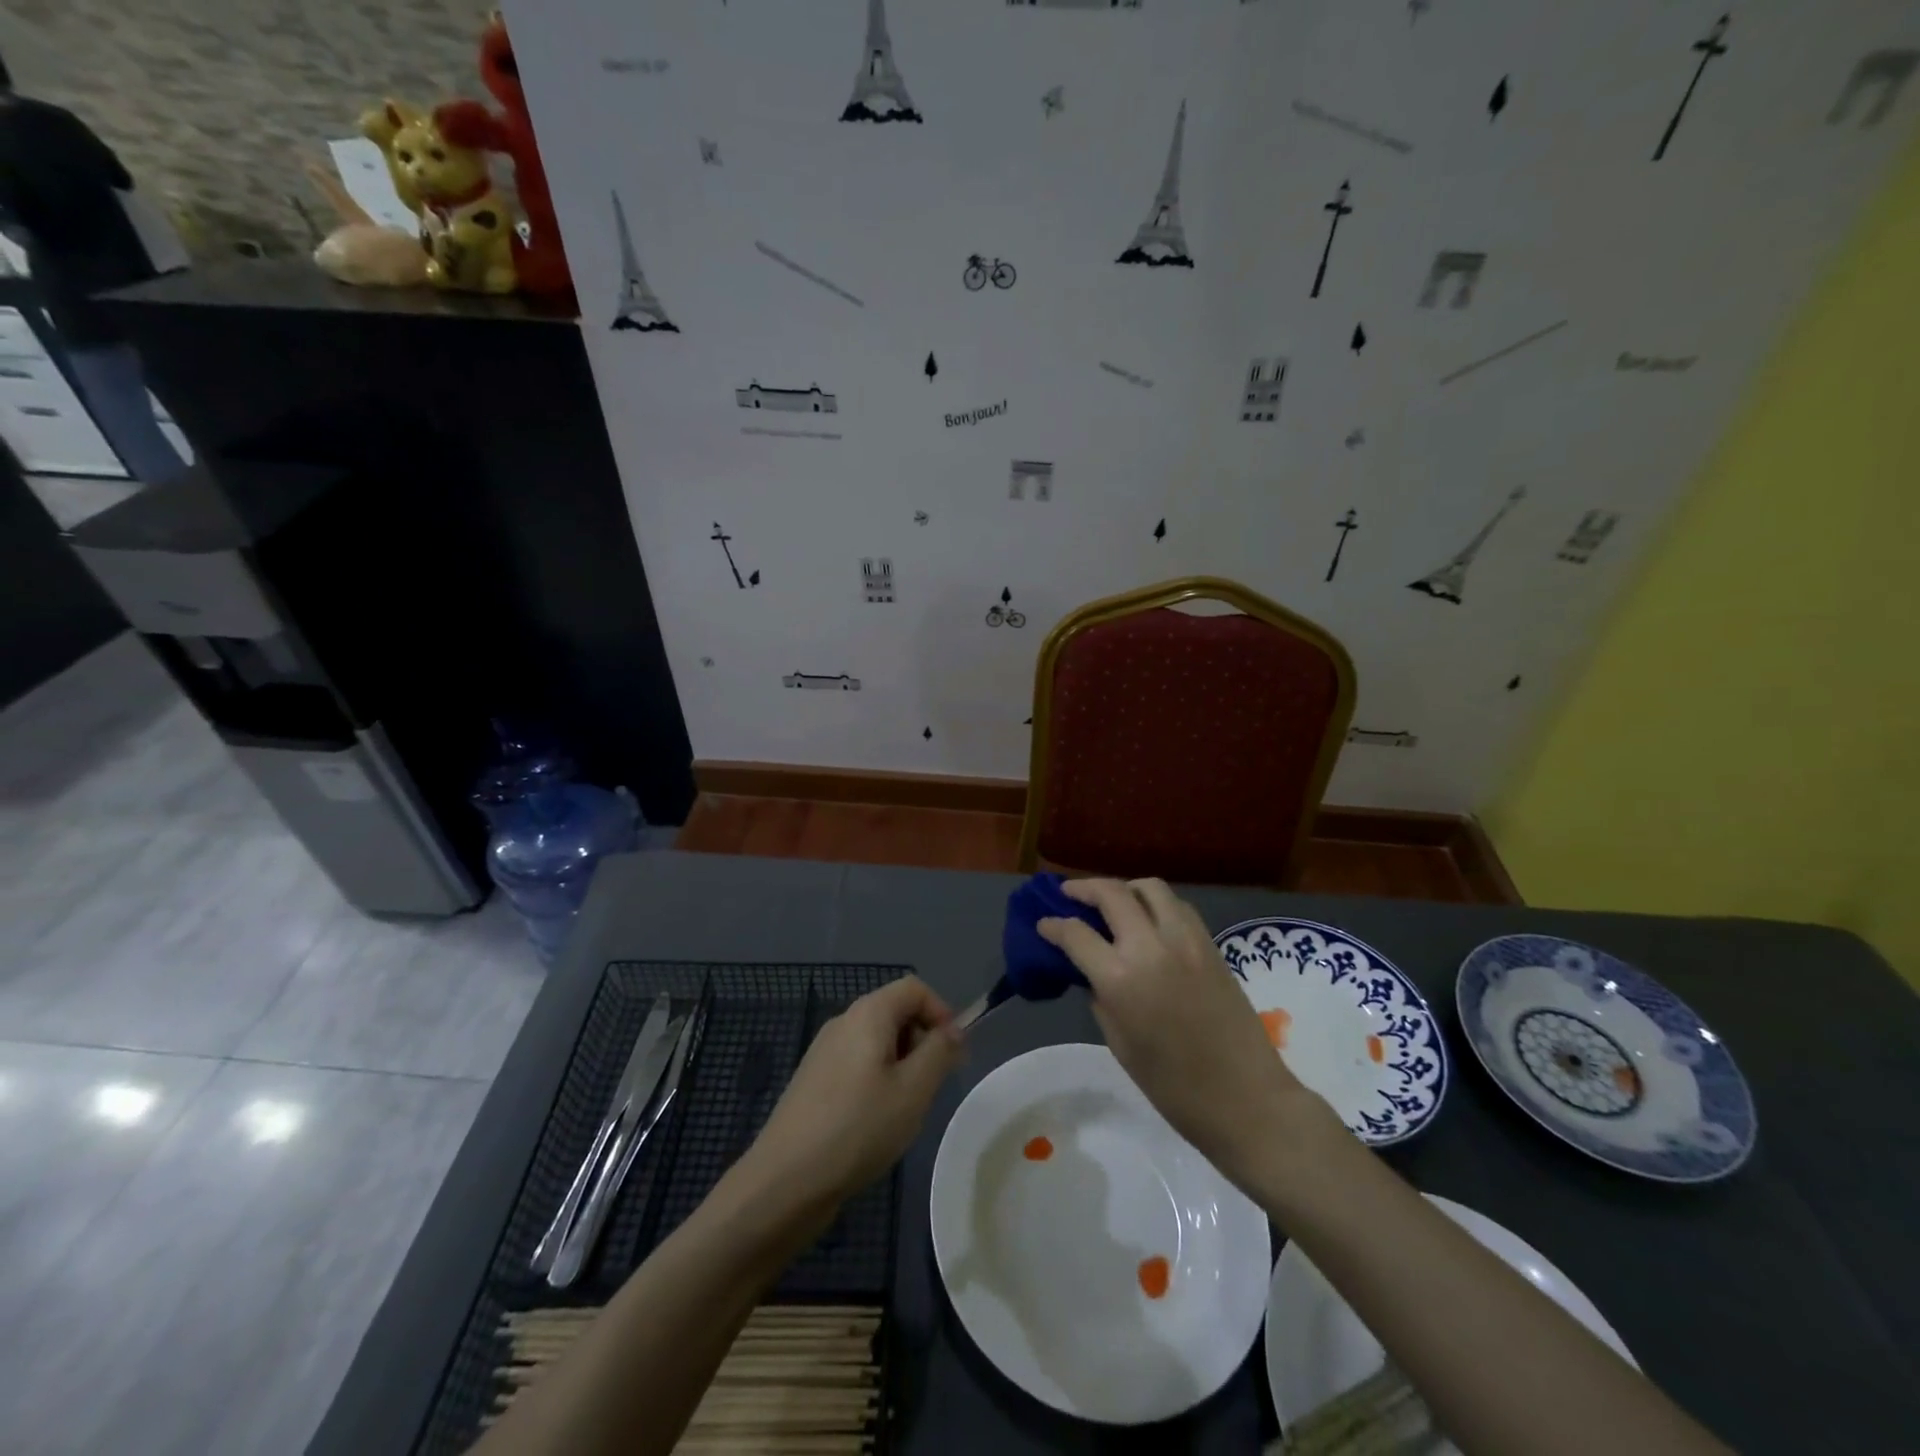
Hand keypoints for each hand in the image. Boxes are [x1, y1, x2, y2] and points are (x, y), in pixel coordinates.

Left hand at [744, 976, 963, 1210]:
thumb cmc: (858, 1127)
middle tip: (932, 1086)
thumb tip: (954, 1030)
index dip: (941, 1012)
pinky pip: (858, 1063)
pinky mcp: (815, 1080)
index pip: (915, 988)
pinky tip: (875, 1122)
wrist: (785, 1180)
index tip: (953, 1054)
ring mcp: (824, 1051)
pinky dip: (878, 1080)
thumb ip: (940, 1052)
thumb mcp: (913, 1090)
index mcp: (868, 1013)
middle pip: (895, 1011)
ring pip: (877, 1041)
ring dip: (902, 1064)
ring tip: (905, 1109)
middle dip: (922, 1040)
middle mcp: (843, 1021)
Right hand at [1039, 879, 1331, 1182]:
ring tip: (1111, 900)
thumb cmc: (1174, 1086)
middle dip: (1083, 889)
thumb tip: (1091, 971)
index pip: (1076, 934)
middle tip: (1068, 894)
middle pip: (1111, 894)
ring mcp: (1185, 939)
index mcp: (1120, 978)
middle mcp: (1150, 946)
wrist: (1246, 1098)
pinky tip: (1148, 918)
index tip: (1042, 924)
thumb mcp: (1120, 1043)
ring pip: (1149, 888)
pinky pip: (1177, 906)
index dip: (1053, 926)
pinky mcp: (1210, 943)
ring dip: (1123, 888)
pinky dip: (1155, 903)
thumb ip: (1100, 996)